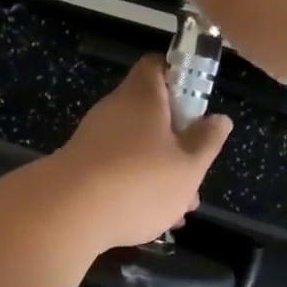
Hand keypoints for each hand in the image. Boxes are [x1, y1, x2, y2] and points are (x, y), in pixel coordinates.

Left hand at [50, 57, 232, 249]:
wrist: (67, 213)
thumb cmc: (139, 181)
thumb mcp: (188, 166)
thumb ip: (207, 141)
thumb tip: (219, 118)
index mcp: (142, 96)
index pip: (157, 65)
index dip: (180, 76)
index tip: (198, 103)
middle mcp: (115, 109)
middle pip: (151, 111)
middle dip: (177, 140)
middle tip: (195, 170)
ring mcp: (94, 138)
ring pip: (137, 146)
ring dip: (160, 170)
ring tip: (180, 209)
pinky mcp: (81, 167)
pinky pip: (117, 169)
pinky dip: (135, 186)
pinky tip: (151, 221)